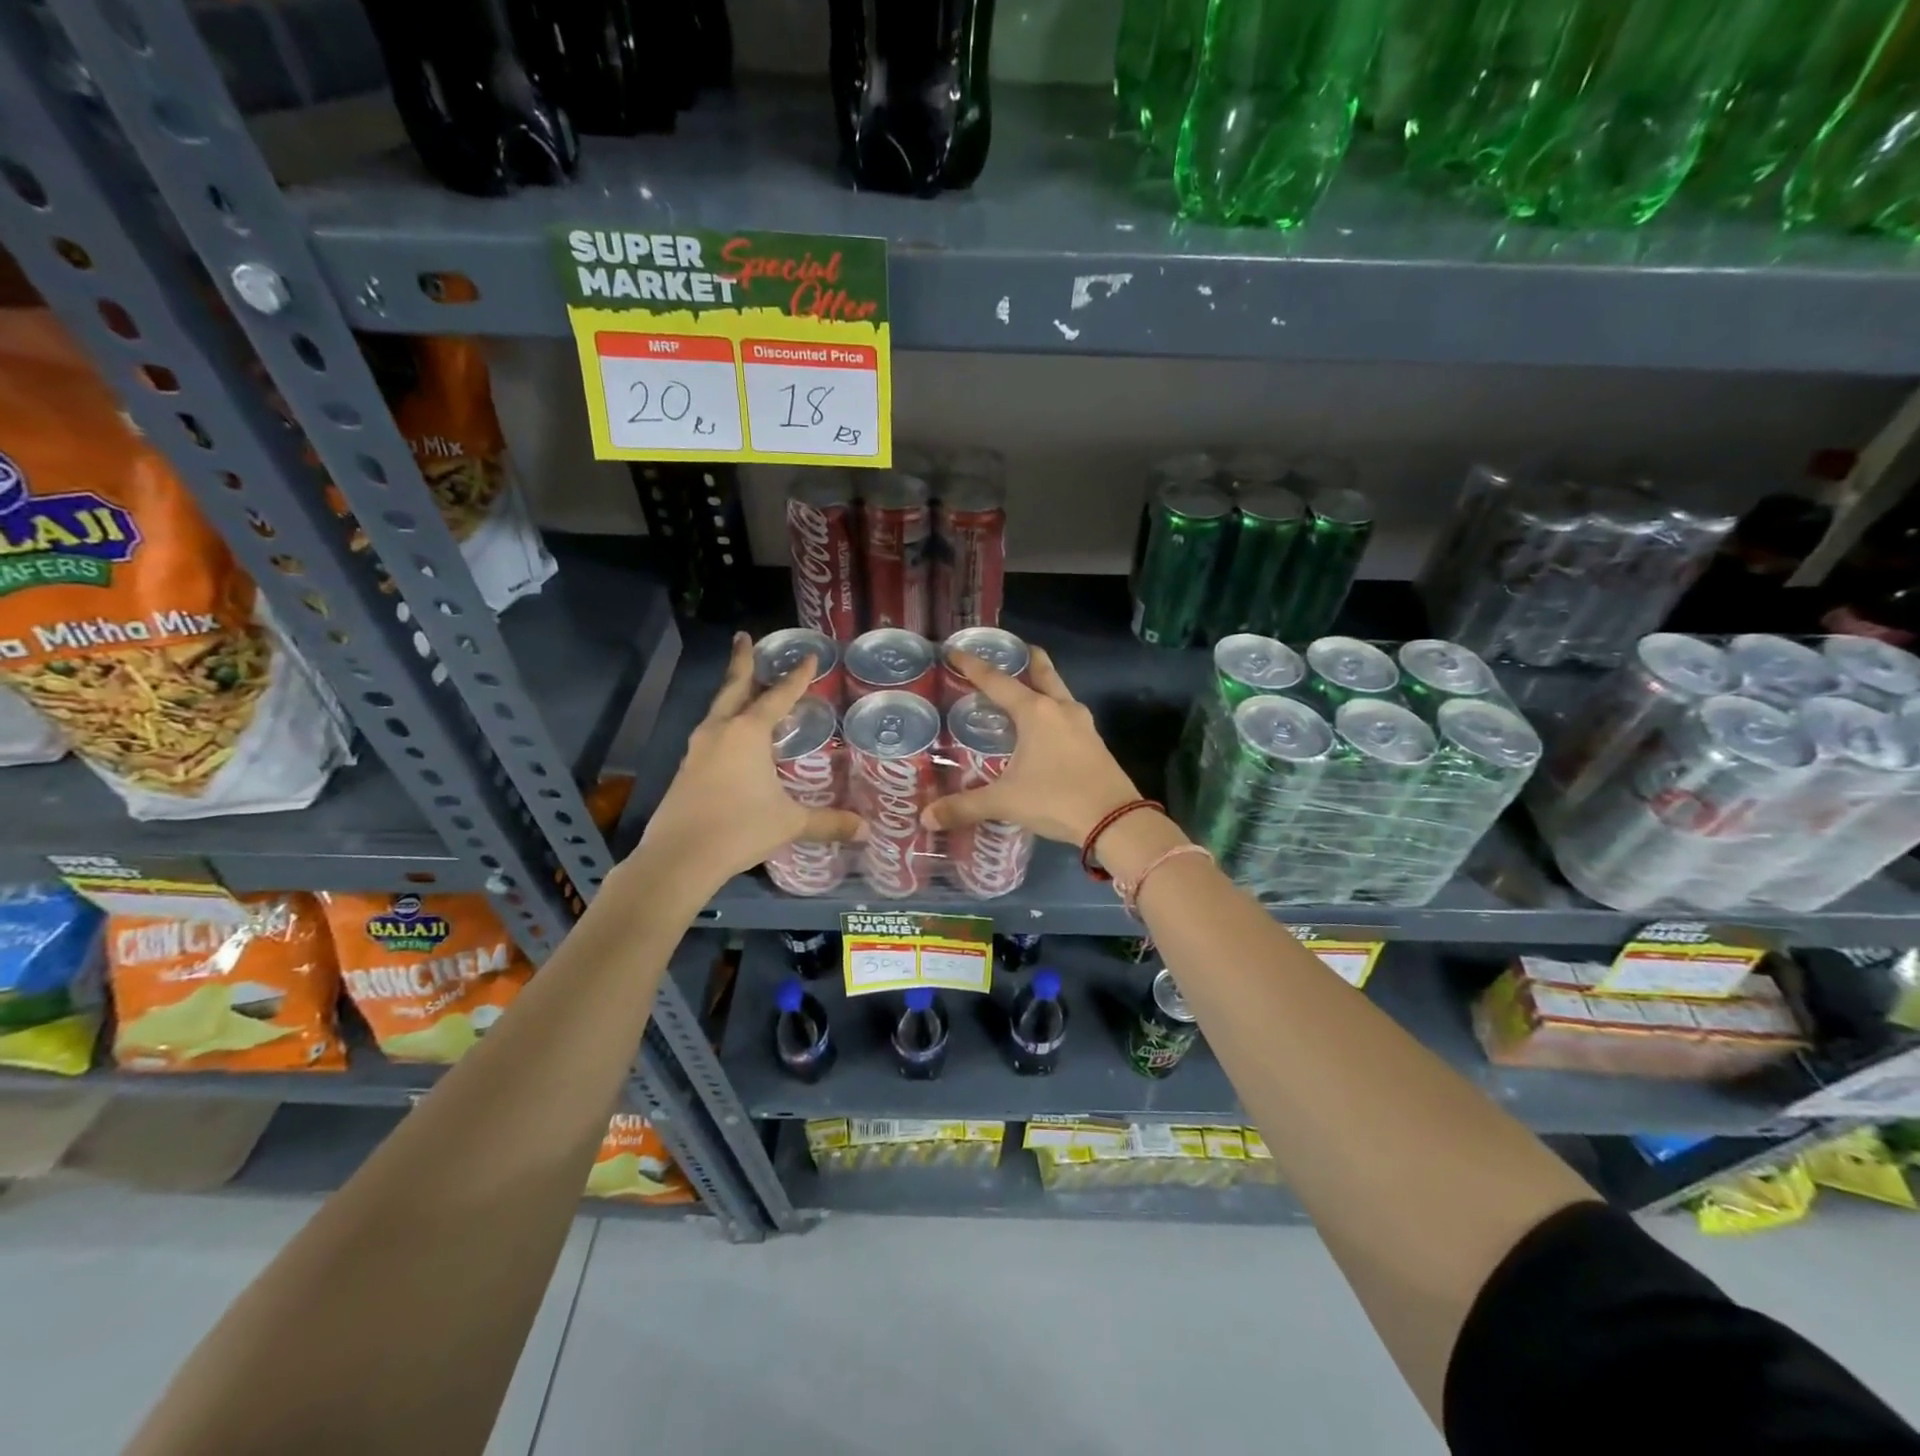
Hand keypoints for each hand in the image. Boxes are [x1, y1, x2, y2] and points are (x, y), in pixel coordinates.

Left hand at [640, 634, 862, 885]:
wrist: (679, 857)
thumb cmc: (739, 829)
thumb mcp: (789, 823)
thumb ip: (828, 822)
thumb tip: (866, 830)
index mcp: (748, 733)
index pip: (778, 696)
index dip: (797, 677)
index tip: (809, 656)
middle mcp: (720, 731)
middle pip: (734, 687)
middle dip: (742, 661)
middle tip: (744, 637)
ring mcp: (698, 749)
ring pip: (718, 710)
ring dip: (732, 694)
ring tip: (744, 688)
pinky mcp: (686, 769)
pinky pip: (710, 734)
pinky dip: (724, 724)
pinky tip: (731, 739)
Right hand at [923, 647, 1141, 846]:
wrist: (1115, 821)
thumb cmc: (1055, 799)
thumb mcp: (1005, 802)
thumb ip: (964, 806)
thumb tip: (927, 818)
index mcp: (1035, 712)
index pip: (997, 681)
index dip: (973, 666)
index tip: (955, 650)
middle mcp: (1060, 709)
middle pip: (1042, 672)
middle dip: (1026, 659)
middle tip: (1011, 650)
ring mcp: (1083, 724)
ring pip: (1059, 692)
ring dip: (1043, 684)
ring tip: (1026, 688)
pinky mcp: (1094, 742)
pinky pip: (1068, 715)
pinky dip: (1053, 711)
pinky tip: (1045, 728)